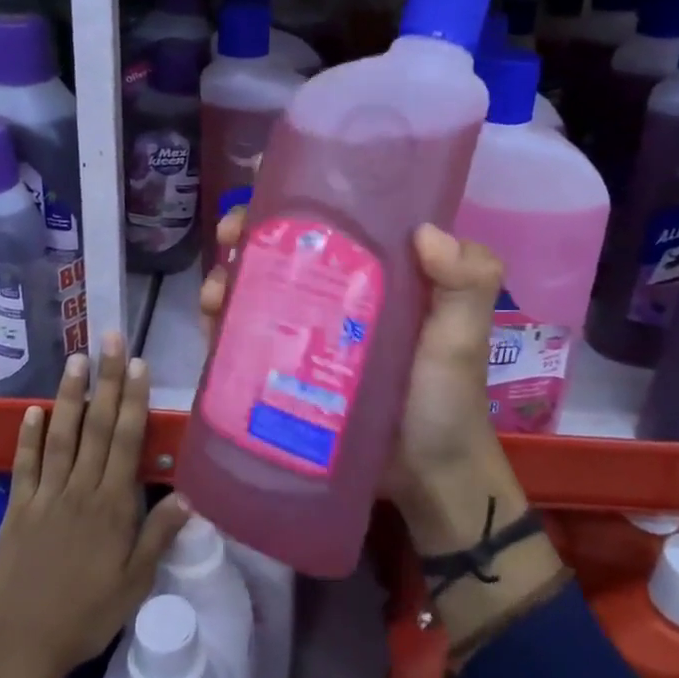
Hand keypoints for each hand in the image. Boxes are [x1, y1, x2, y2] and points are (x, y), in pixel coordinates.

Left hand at [0, 334, 190, 677]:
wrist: (23, 644)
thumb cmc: (87, 616)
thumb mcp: (135, 583)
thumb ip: (159, 536)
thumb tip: (190, 495)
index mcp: (111, 506)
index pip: (125, 441)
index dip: (132, 400)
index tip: (136, 364)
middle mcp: (79, 490)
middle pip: (95, 427)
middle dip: (105, 381)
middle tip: (109, 340)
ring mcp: (45, 496)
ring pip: (59, 436)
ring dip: (68, 396)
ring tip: (75, 359)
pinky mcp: (17, 508)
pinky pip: (24, 465)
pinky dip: (28, 436)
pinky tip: (32, 410)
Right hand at [201, 208, 507, 503]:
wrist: (426, 481)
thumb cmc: (447, 400)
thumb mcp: (462, 337)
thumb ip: (467, 282)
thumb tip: (425, 231)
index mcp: (376, 271)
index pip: (332, 222)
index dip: (296, 202)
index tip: (266, 197)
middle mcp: (337, 293)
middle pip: (283, 251)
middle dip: (248, 236)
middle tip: (230, 239)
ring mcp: (308, 332)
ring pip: (258, 290)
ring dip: (228, 278)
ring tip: (215, 292)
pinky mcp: (287, 370)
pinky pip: (249, 339)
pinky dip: (224, 325)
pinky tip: (211, 324)